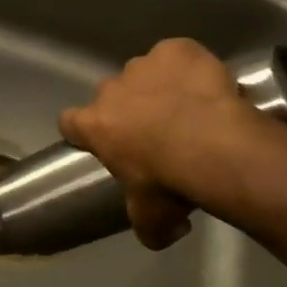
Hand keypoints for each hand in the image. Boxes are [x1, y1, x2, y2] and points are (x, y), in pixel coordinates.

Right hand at [58, 37, 254, 249]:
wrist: (215, 147)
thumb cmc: (170, 182)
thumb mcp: (151, 216)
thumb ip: (146, 224)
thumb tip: (158, 237)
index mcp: (94, 125)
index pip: (70, 122)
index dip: (85, 130)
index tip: (106, 141)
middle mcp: (111, 90)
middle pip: (111, 95)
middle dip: (129, 108)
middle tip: (160, 130)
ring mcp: (143, 65)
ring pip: (145, 72)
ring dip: (160, 85)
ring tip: (191, 106)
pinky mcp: (177, 49)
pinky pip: (178, 53)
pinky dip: (189, 65)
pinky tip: (208, 82)